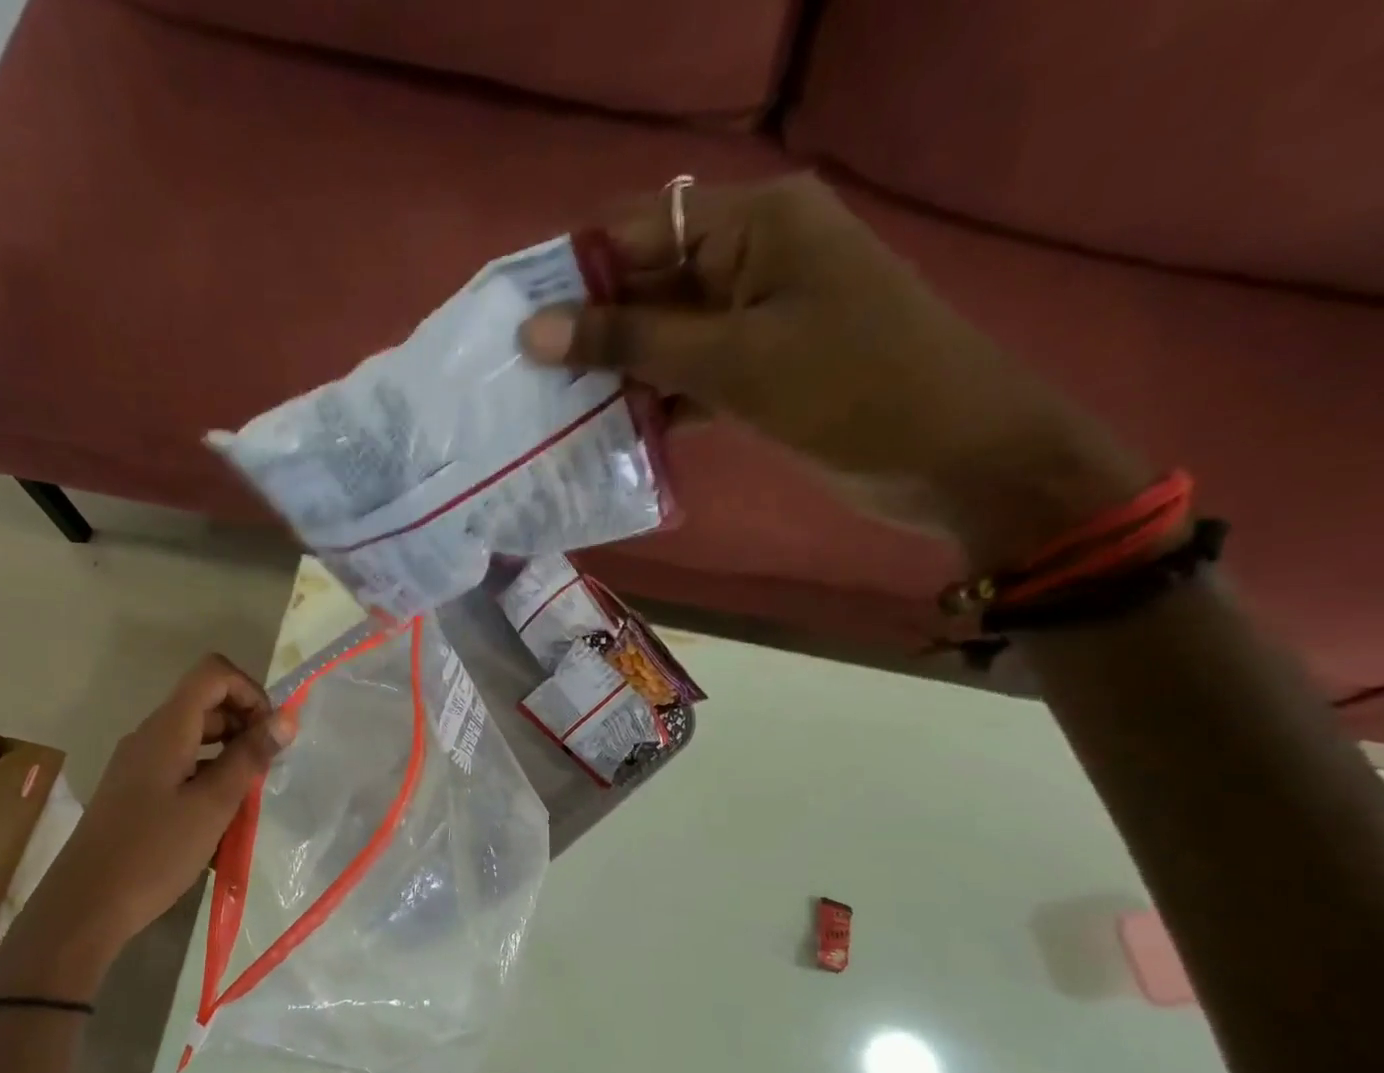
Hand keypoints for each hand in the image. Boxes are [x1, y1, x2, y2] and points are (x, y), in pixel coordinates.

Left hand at [0, 655, 292, 998]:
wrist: (86, 906)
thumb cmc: (154, 853)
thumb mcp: (213, 805)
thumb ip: (250, 758)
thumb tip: (286, 718)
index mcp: (167, 729)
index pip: (213, 674)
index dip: (250, 690)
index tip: (271, 732)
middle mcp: (150, 736)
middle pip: (205, 703)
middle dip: (245, 724)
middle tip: (268, 767)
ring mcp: (140, 764)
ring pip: (196, 737)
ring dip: (230, 754)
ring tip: (250, 795)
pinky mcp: (136, 790)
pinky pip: (182, 765)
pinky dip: (210, 776)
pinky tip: (223, 817)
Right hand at [520, 174, 1148, 567]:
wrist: (953, 454)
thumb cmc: (848, 390)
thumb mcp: (732, 362)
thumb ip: (631, 343)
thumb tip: (535, 331)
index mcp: (755, 222)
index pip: (639, 227)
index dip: (574, 271)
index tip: (515, 323)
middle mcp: (753, 256)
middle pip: (649, 282)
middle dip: (590, 330)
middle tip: (522, 380)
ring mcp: (759, 316)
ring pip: (666, 335)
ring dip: (617, 372)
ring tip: (550, 411)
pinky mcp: (763, 369)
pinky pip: (691, 375)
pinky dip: (654, 402)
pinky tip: (607, 433)